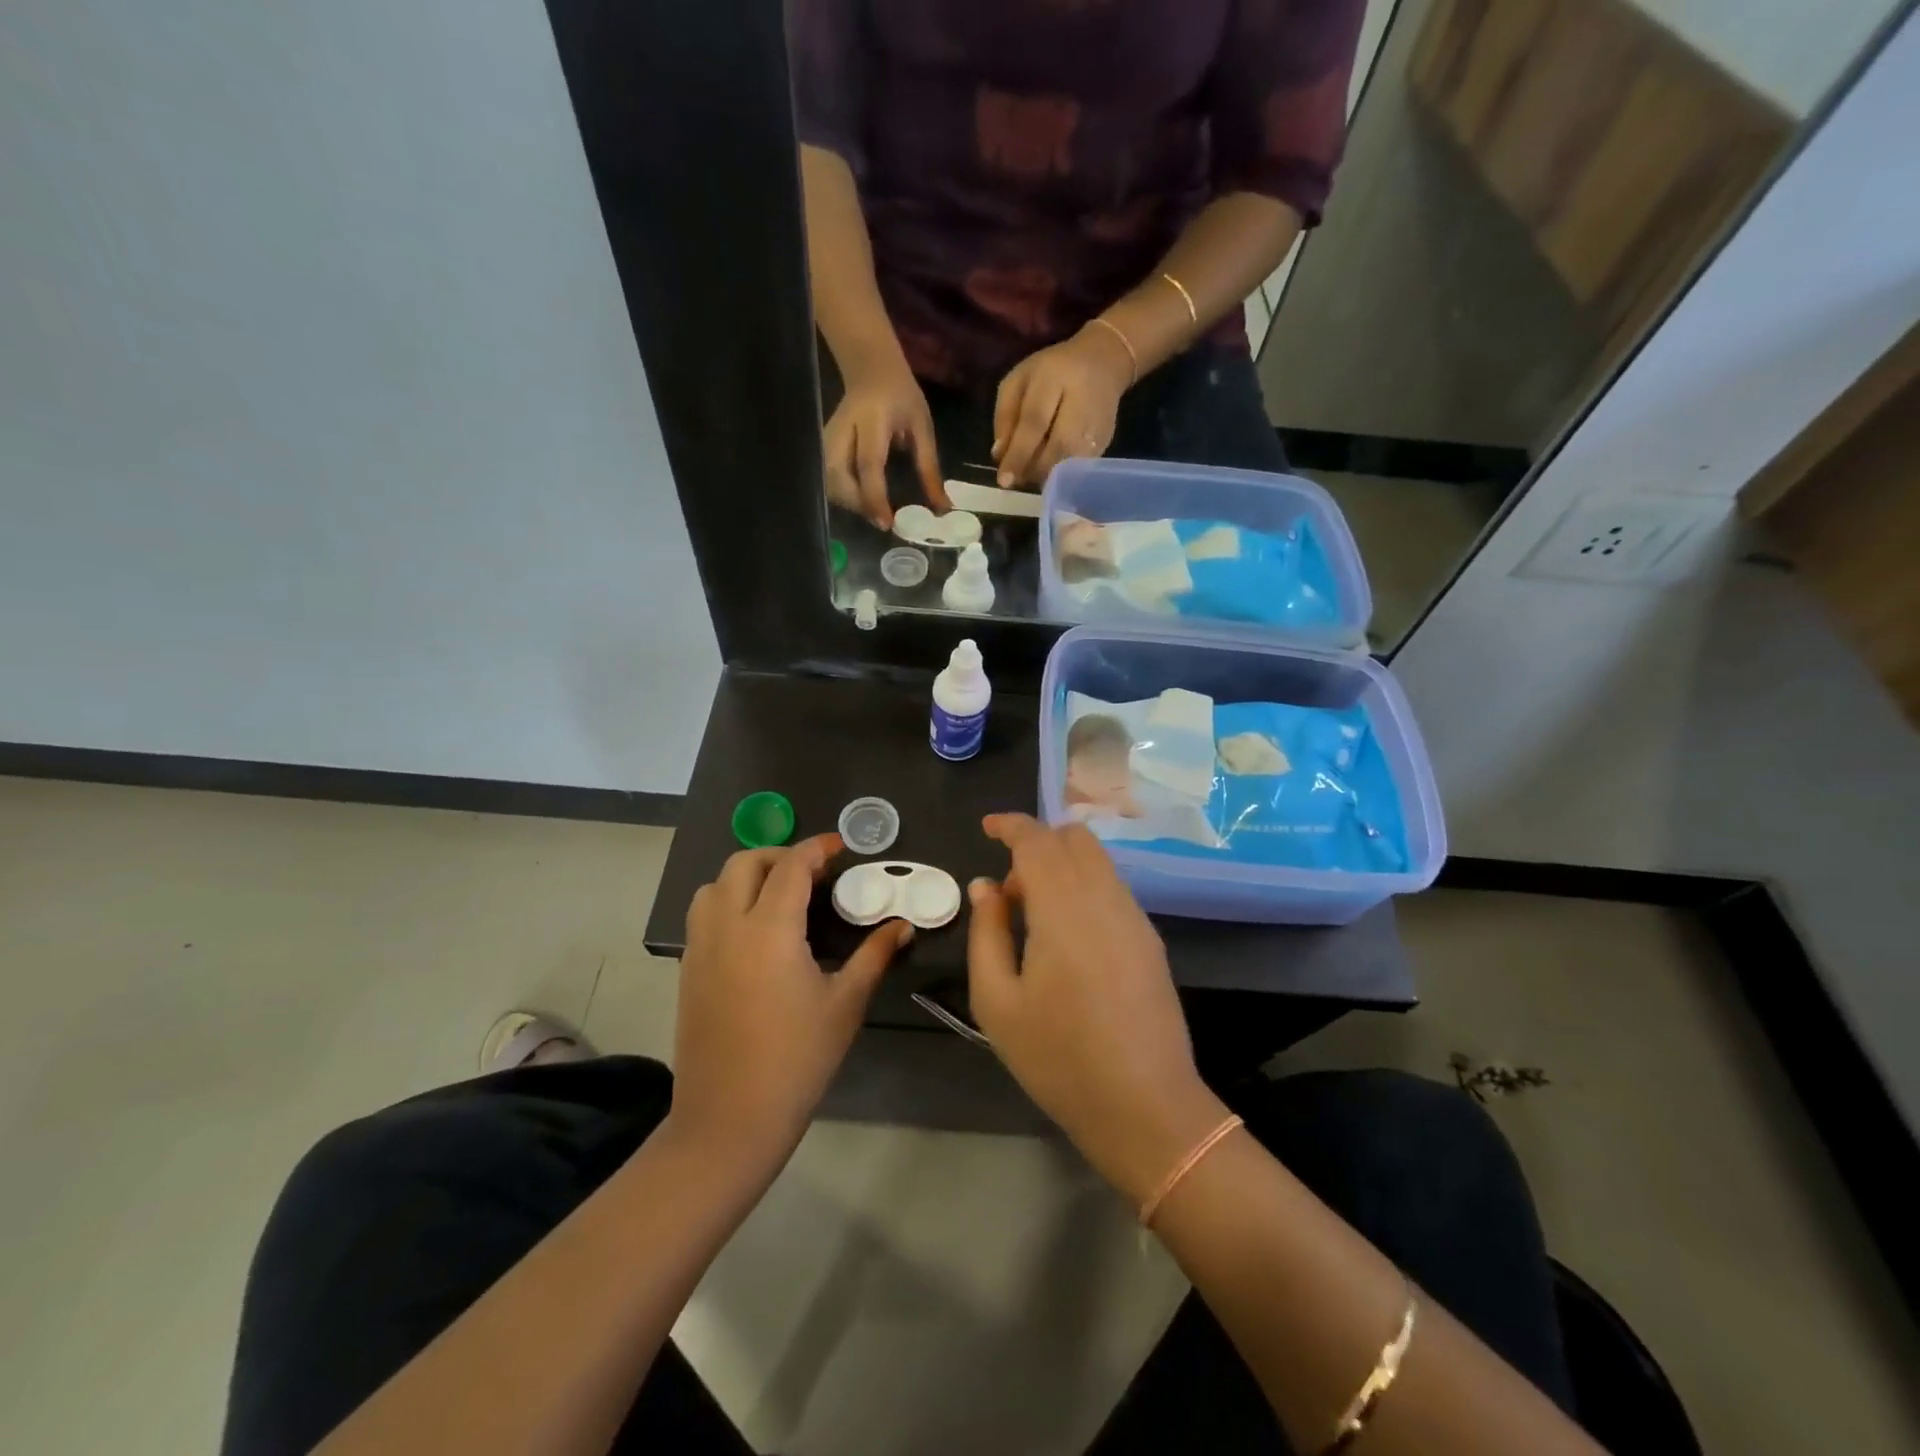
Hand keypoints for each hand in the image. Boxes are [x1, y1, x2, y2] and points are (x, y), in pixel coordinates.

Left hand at [674, 834, 910, 1163]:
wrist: (730, 1119)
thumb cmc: (797, 1059)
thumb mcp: (845, 1004)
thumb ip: (874, 955)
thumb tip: (903, 925)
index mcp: (769, 930)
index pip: (791, 867)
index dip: (817, 848)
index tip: (840, 847)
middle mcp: (728, 927)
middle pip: (744, 863)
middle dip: (780, 856)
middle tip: (812, 872)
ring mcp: (701, 948)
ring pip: (715, 885)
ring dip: (747, 876)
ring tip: (779, 896)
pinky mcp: (688, 970)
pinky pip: (704, 915)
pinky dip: (728, 902)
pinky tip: (755, 932)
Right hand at [822, 361, 948, 528]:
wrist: (871, 370)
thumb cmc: (901, 396)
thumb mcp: (922, 427)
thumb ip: (929, 468)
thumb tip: (942, 508)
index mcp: (871, 420)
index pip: (868, 464)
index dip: (875, 497)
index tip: (887, 522)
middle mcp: (842, 431)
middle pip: (838, 478)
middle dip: (859, 504)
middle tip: (883, 518)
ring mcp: (827, 439)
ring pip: (829, 483)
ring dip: (851, 503)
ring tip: (875, 510)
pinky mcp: (823, 447)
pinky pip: (829, 480)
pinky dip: (845, 496)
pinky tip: (863, 498)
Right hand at [966, 815, 1228, 1204]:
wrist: (1145, 1107)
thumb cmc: (1059, 1058)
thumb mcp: (997, 1001)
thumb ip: (986, 932)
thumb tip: (984, 885)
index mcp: (1063, 908)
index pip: (1038, 839)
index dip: (1010, 824)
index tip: (987, 827)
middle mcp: (1104, 899)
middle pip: (1074, 838)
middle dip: (1037, 843)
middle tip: (1010, 891)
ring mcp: (1134, 917)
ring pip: (1097, 860)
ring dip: (1062, 865)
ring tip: (1036, 917)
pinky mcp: (1150, 939)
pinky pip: (1113, 887)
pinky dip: (1084, 885)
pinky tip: (1069, 936)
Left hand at [991, 324, 1132, 488]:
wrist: (1103, 362)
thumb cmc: (1052, 372)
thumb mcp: (1019, 381)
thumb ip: (1006, 415)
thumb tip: (999, 455)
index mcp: (1055, 378)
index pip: (1035, 422)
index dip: (1018, 454)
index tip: (1003, 480)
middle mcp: (1082, 401)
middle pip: (1057, 447)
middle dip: (1032, 469)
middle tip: (1016, 478)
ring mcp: (1099, 424)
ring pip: (1071, 463)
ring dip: (1046, 475)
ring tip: (1031, 472)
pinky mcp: (1107, 441)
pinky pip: (1080, 467)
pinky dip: (1061, 475)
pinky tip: (1049, 468)